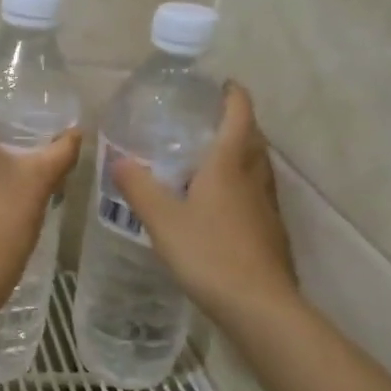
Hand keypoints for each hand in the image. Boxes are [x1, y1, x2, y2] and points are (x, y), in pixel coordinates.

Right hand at [110, 82, 299, 324]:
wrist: (259, 306)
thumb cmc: (209, 253)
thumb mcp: (162, 219)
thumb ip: (139, 187)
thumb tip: (118, 160)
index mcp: (229, 165)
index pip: (239, 115)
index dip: (233, 95)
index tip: (221, 84)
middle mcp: (254, 178)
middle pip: (253, 139)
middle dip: (237, 123)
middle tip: (208, 121)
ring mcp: (267, 206)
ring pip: (258, 167)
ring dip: (242, 154)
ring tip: (213, 159)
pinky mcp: (271, 232)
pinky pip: (257, 194)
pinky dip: (243, 186)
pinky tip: (222, 206)